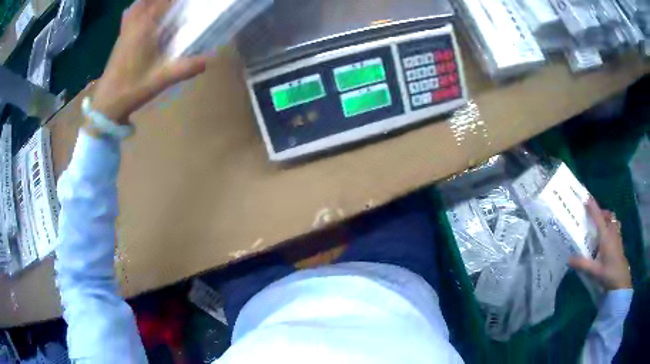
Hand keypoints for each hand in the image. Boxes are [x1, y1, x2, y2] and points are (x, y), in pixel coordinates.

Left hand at [92, 0, 207, 122]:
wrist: (106, 105)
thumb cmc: (132, 89)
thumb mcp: (162, 79)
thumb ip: (186, 68)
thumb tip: (210, 60)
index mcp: (144, 29)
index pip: (163, 3)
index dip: (176, 1)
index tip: (189, 3)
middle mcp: (133, 25)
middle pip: (146, 2)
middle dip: (162, 1)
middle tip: (176, 5)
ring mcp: (124, 32)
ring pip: (136, 7)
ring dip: (148, 3)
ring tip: (162, 7)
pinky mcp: (119, 41)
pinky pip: (128, 17)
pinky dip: (137, 11)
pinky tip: (145, 18)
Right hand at [569, 199, 631, 289]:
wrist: (621, 280)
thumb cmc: (609, 274)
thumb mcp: (594, 271)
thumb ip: (582, 264)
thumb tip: (568, 258)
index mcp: (606, 236)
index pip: (598, 217)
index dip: (592, 207)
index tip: (586, 198)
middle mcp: (612, 232)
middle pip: (608, 215)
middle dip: (600, 212)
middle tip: (592, 216)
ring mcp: (617, 237)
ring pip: (613, 220)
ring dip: (607, 218)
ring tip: (600, 224)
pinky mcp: (619, 242)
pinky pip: (615, 227)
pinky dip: (610, 225)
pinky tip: (607, 237)